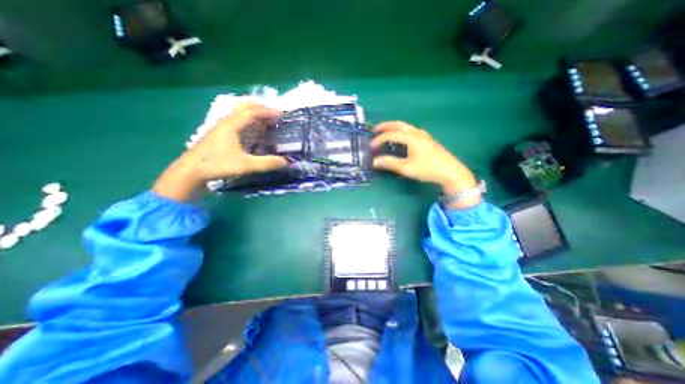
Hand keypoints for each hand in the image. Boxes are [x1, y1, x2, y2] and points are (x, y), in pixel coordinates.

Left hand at [152, 103, 286, 203]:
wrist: (191, 171)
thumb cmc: (218, 165)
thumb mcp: (246, 165)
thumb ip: (267, 163)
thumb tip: (287, 162)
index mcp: (232, 125)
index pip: (253, 112)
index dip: (268, 111)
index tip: (282, 113)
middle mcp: (226, 121)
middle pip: (245, 106)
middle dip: (261, 107)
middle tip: (275, 113)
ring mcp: (221, 126)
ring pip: (240, 112)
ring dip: (255, 113)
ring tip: (267, 119)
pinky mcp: (220, 133)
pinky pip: (237, 120)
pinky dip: (249, 121)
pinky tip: (253, 130)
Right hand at [373, 121, 477, 207]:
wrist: (451, 171)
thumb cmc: (428, 169)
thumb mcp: (407, 168)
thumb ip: (390, 163)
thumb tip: (374, 161)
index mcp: (411, 138)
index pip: (391, 135)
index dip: (379, 140)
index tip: (371, 147)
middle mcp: (417, 133)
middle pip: (399, 125)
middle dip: (386, 126)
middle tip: (375, 130)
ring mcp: (423, 135)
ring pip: (405, 127)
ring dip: (394, 128)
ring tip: (385, 132)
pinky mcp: (427, 139)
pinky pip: (410, 131)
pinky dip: (401, 131)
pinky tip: (400, 138)